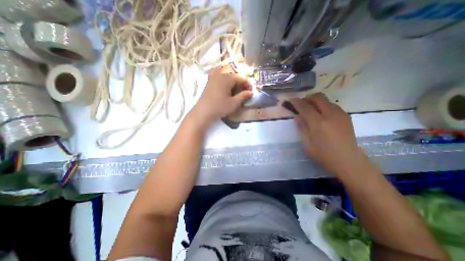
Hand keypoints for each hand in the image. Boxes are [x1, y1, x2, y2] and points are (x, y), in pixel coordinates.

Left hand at [190, 66, 252, 127]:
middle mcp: (220, 74)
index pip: (241, 77)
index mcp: (227, 78)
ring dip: (233, 81)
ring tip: (235, 90)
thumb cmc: (219, 107)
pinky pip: (218, 75)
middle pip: (234, 75)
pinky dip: (223, 77)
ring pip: (227, 75)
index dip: (247, 84)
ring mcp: (213, 77)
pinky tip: (225, 83)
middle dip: (241, 83)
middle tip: (243, 92)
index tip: (250, 92)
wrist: (203, 112)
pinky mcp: (209, 81)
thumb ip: (243, 96)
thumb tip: (250, 92)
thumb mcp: (234, 103)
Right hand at [290, 93, 362, 175]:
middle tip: (301, 105)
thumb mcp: (307, 144)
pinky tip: (322, 116)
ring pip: (326, 100)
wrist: (348, 160)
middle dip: (307, 98)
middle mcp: (330, 115)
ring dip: (315, 102)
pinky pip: (332, 105)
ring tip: (311, 110)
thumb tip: (297, 116)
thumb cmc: (324, 155)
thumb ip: (302, 128)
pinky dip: (323, 106)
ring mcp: (340, 114)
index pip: (305, 107)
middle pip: (318, 97)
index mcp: (318, 123)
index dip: (296, 102)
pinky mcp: (346, 116)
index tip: (290, 100)